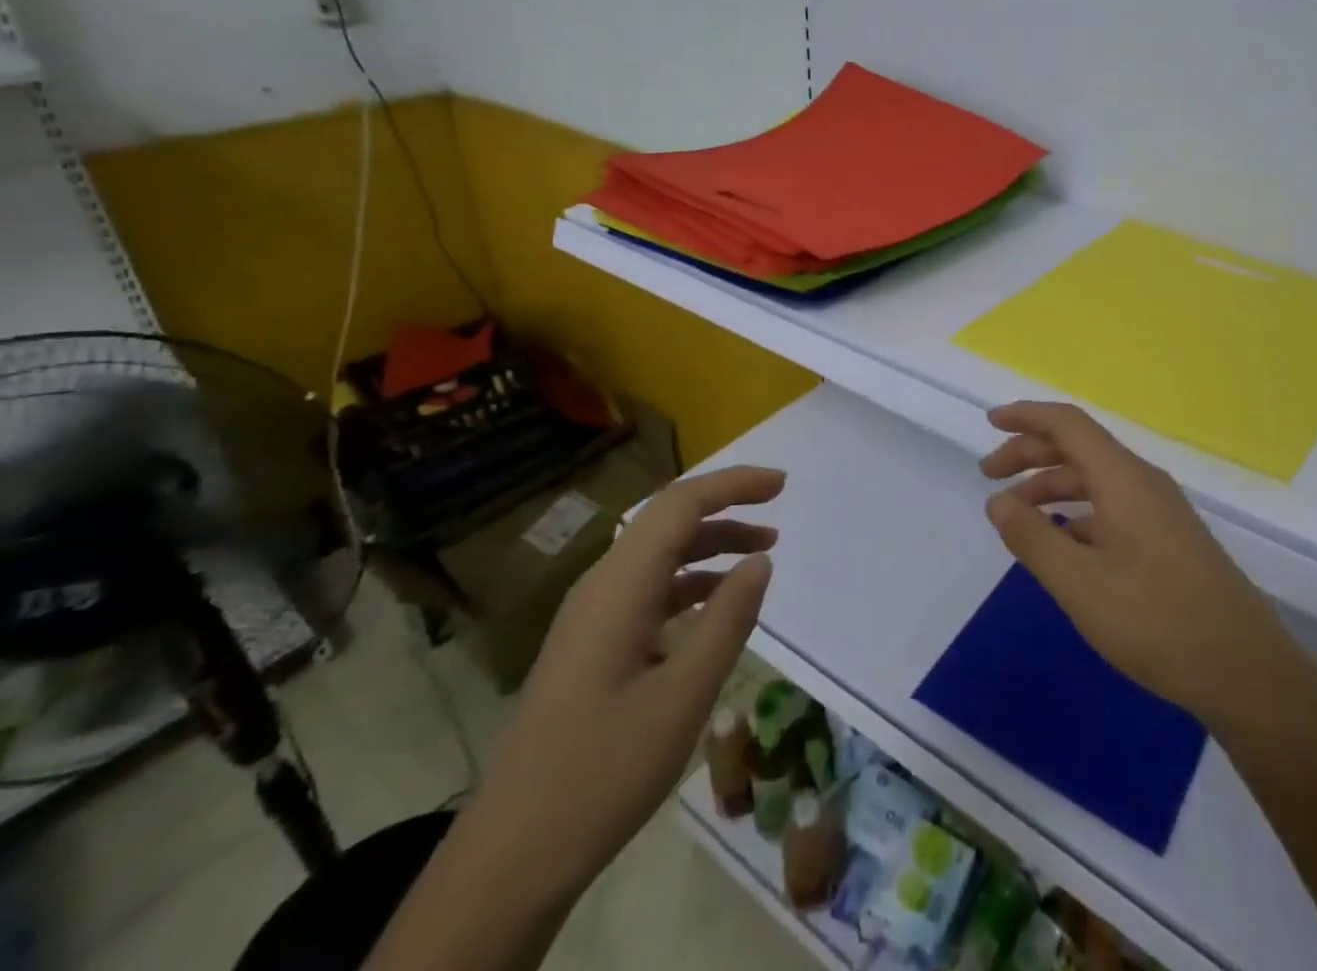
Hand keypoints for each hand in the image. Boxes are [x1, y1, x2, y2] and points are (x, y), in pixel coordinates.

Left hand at [461, 464, 783, 897]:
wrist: (512, 856)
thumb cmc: (603, 771)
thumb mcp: (684, 696)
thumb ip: (728, 620)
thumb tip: (760, 561)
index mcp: (619, 588)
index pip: (680, 505)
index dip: (733, 485)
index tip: (781, 483)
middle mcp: (601, 587)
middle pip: (667, 521)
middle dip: (725, 506)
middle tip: (777, 507)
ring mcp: (591, 617)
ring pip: (658, 556)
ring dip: (711, 545)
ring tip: (761, 554)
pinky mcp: (590, 645)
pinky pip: (647, 590)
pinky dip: (690, 582)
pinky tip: (717, 607)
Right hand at [981, 402, 1284, 727]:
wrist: (1247, 672)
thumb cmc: (1157, 621)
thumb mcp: (1079, 583)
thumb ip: (1032, 537)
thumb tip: (998, 501)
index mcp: (1123, 478)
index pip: (1068, 424)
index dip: (1026, 416)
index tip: (989, 423)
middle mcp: (1143, 482)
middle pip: (1079, 448)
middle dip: (1030, 454)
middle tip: (990, 475)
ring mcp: (1160, 512)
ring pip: (1095, 480)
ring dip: (1052, 486)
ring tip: (1017, 514)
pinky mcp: (1169, 540)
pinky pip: (1112, 507)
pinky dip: (1077, 513)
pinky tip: (1062, 544)